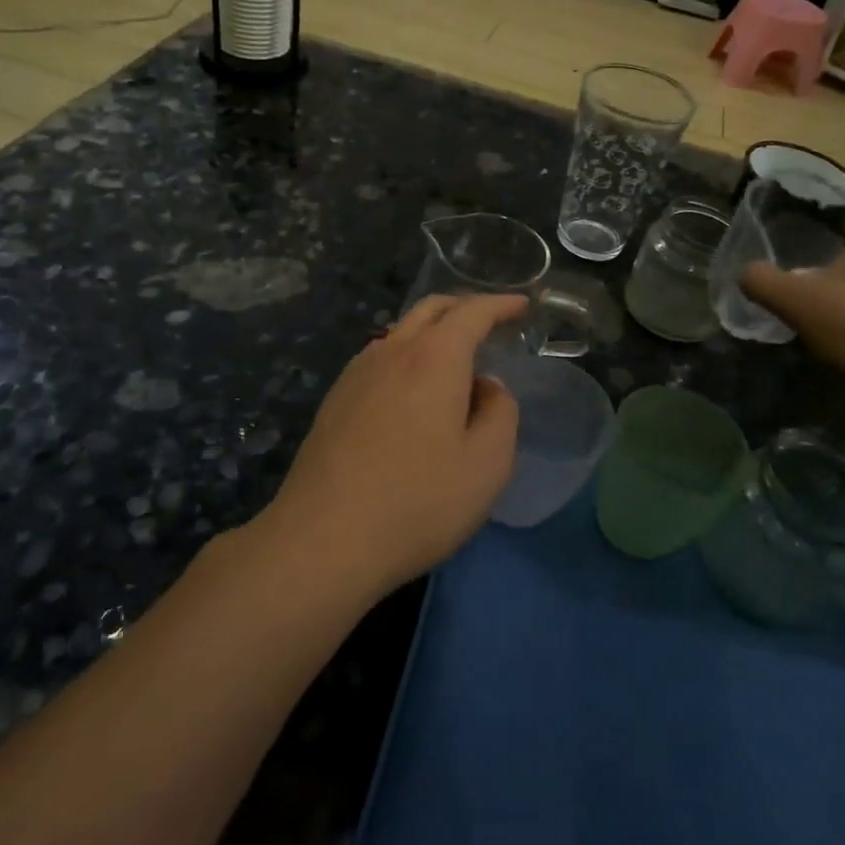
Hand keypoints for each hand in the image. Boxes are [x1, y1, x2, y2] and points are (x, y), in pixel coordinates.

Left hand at [261, 294, 523, 596]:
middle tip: (491, 322)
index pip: (472, 312)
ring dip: (433, 332)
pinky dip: (408, 356)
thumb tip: (488, 387)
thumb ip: (500, 413)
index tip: (522, 306)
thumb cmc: (417, 502)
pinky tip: (413, 390)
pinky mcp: (335, 400)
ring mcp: (356, 373)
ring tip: (455, 360)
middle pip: (430, 309)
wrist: (322, 540)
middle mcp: (392, 351)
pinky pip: (380, 358)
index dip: (501, 305)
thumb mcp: (487, 465)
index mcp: (434, 358)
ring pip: (401, 332)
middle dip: (464, 307)